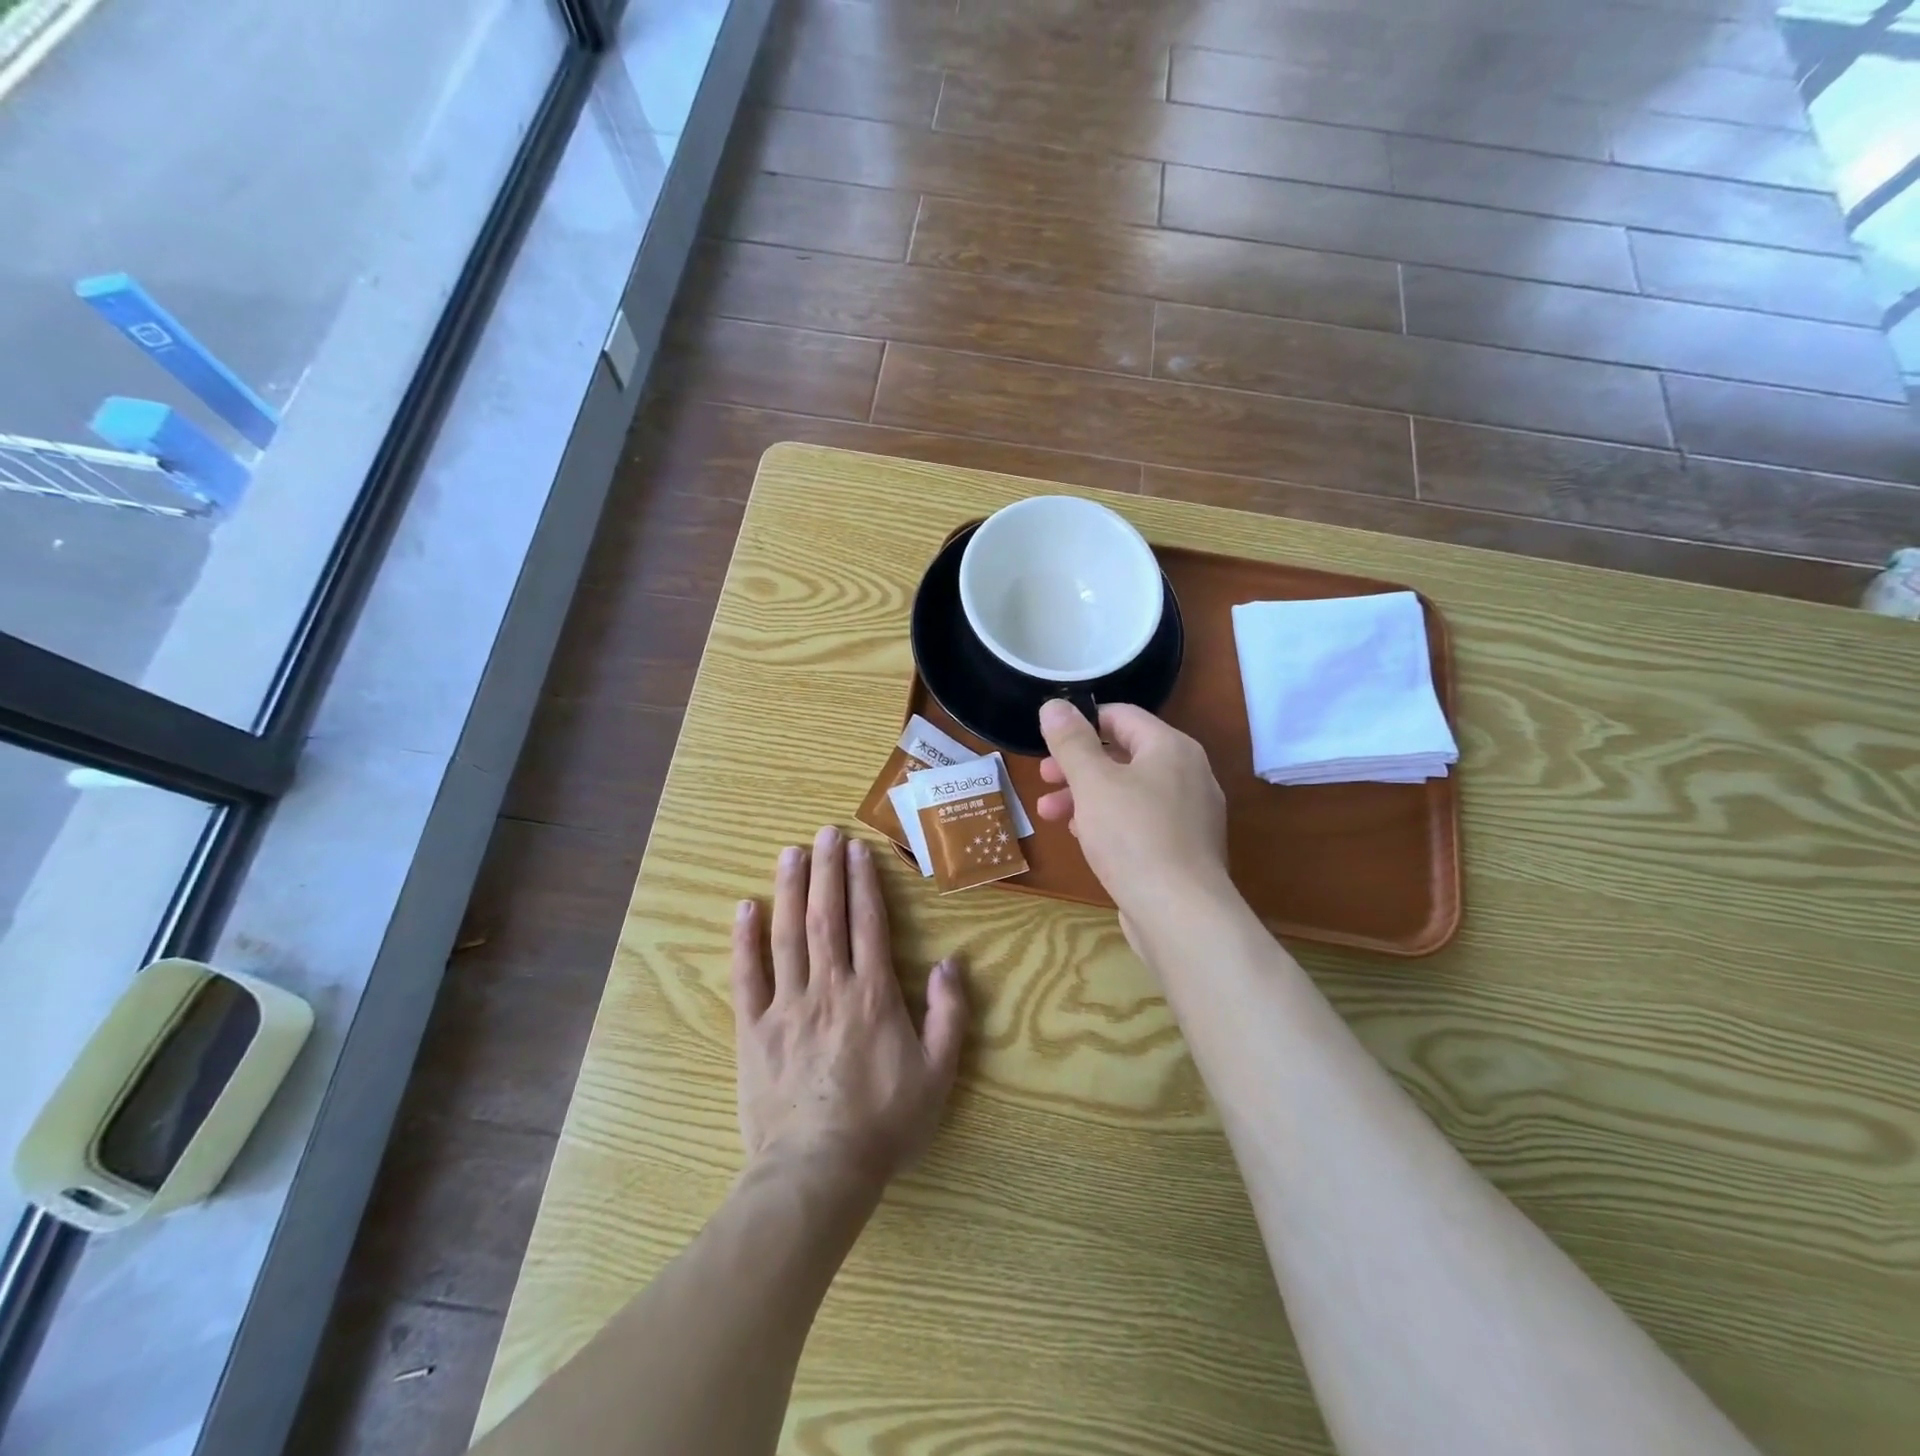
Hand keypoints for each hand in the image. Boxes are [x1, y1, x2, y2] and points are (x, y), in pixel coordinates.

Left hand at [732, 825, 967, 1191]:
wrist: (819, 1171)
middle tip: (824, 833)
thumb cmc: (885, 1123)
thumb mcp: (938, 1073)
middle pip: (826, 916)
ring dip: (790, 890)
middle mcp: (829, 987)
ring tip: (790, 853)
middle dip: (826, 870)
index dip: (863, 882)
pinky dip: (745, 940)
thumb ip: (949, 1014)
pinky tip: (746, 908)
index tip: (857, 849)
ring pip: (788, 935)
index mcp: (873, 994)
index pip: (868, 923)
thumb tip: (951, 963)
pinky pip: (747, 976)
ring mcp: (787, 1005)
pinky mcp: (754, 1029)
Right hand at [1036, 700, 1230, 920]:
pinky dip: (1110, 821)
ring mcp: (1190, 814)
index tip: (1048, 741)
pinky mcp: (1184, 848)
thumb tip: (1054, 705)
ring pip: (1129, 791)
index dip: (1082, 723)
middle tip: (1044, 779)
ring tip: (1050, 814)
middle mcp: (1188, 774)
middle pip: (1124, 755)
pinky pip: (1141, 821)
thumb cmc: (1133, 836)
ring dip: (1086, 796)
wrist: (1180, 914)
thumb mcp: (1092, 783)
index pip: (1122, 716)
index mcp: (1171, 748)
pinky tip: (1083, 838)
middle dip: (1078, 766)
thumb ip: (1071, 742)